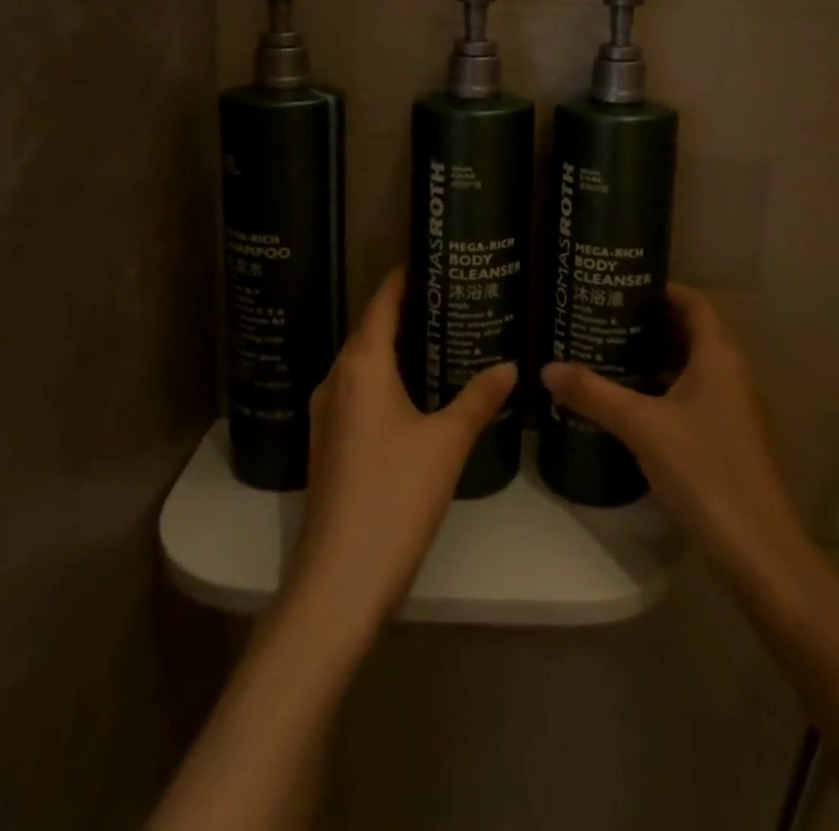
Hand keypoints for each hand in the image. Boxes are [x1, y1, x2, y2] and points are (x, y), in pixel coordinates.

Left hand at [289, 268, 517, 631]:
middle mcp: (336, 379)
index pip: (381, 303)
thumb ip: (479, 398)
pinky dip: (386, 375)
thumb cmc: (395, 497)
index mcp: (361, 366)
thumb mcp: (447, 443)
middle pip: (371, 329)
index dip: (403, 277)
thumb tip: (510, 366)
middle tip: (451, 295)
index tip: (431, 257)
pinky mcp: (329, 442)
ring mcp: (327, 413)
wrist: (339, 581)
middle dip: (406, 309)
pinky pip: (359, 389)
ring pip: (364, 362)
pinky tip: (416, 389)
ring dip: (396, 344)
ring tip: (440, 334)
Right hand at [541, 284, 807, 580]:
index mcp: (718, 355)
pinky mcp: (731, 435)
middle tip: (606, 319)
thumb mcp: (641, 426)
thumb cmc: (703, 469)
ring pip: (694, 365)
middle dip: (651, 323)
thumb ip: (594, 394)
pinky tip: (633, 403)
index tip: (621, 288)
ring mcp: (735, 406)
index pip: (693, 302)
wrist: (757, 546)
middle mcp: (732, 372)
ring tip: (611, 355)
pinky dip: (667, 387)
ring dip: (658, 357)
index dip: (660, 290)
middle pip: (692, 331)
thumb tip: (546, 369)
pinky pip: (697, 393)